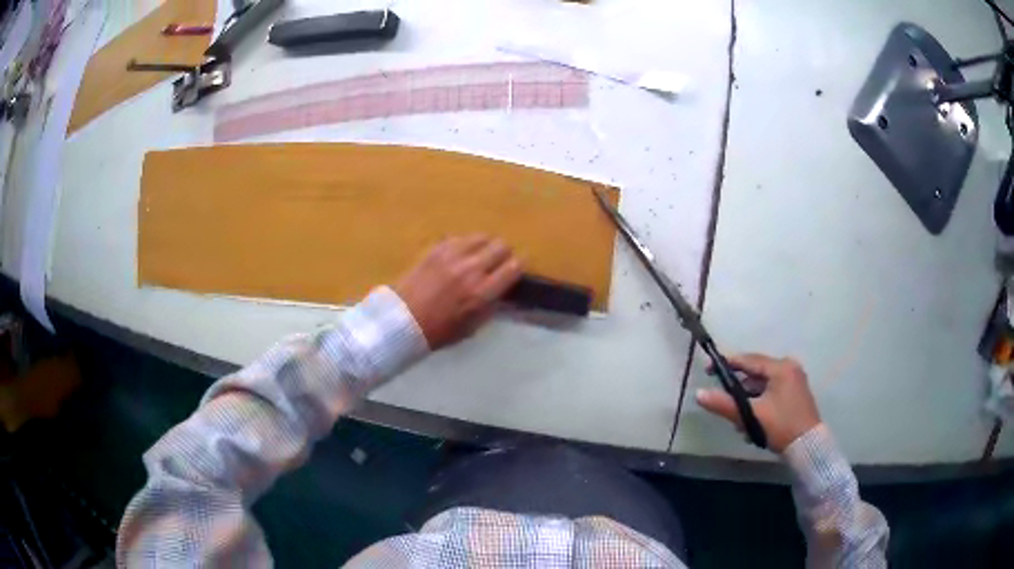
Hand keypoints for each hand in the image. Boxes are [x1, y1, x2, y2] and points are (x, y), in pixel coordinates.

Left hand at [394, 235, 522, 349]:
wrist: (402, 319)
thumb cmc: (438, 331)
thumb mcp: (472, 327)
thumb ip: (491, 306)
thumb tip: (502, 290)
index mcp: (482, 293)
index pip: (515, 266)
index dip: (518, 267)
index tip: (515, 271)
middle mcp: (471, 269)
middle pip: (501, 246)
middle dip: (503, 254)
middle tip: (497, 264)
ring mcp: (453, 256)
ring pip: (482, 237)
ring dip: (485, 246)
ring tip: (479, 256)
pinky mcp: (437, 249)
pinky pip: (460, 238)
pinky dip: (465, 245)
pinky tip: (459, 256)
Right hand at [695, 354, 820, 452]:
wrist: (808, 447)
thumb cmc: (781, 426)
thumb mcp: (751, 416)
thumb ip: (725, 404)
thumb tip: (698, 394)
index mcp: (781, 368)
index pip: (749, 360)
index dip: (727, 364)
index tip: (708, 370)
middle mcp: (789, 369)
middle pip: (755, 374)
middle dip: (738, 391)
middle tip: (723, 403)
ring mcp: (794, 382)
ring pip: (762, 386)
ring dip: (748, 402)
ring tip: (739, 422)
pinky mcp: (795, 395)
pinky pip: (771, 393)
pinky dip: (759, 404)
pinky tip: (752, 424)